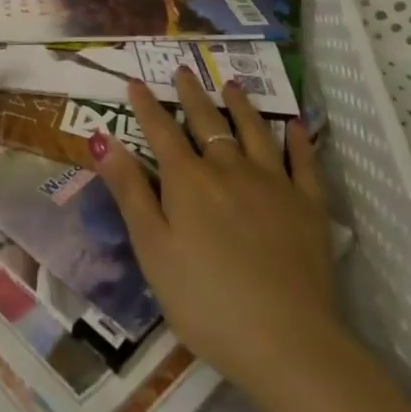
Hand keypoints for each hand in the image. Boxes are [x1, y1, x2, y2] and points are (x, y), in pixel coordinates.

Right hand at [90, 69, 346, 401]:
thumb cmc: (206, 302)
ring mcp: (273, 183)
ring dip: (241, 105)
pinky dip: (298, 141)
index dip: (146, 106)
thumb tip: (102, 140)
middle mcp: (228, 168)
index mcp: (188, 180)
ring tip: (231, 84)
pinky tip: (294, 126)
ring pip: (254, 131)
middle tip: (184, 70)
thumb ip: (130, 192)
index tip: (136, 82)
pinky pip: (303, 163)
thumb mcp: (152, 250)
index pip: (161, 131)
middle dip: (191, 94)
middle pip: (207, 122)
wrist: (287, 342)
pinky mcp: (308, 206)